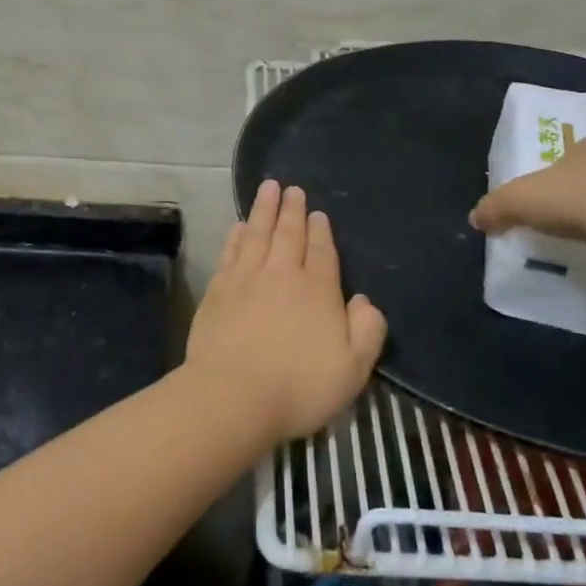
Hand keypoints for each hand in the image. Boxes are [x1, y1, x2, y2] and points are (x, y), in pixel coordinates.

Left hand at [185, 180, 387, 443]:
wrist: (232, 396)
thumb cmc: (298, 387)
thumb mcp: (352, 370)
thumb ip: (367, 332)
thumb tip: (364, 301)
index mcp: (317, 291)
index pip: (322, 252)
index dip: (321, 232)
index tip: (317, 213)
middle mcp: (281, 275)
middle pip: (288, 235)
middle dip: (291, 210)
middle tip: (291, 188)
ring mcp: (245, 280)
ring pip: (257, 235)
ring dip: (263, 210)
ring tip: (267, 189)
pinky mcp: (218, 292)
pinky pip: (230, 253)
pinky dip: (236, 237)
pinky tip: (239, 226)